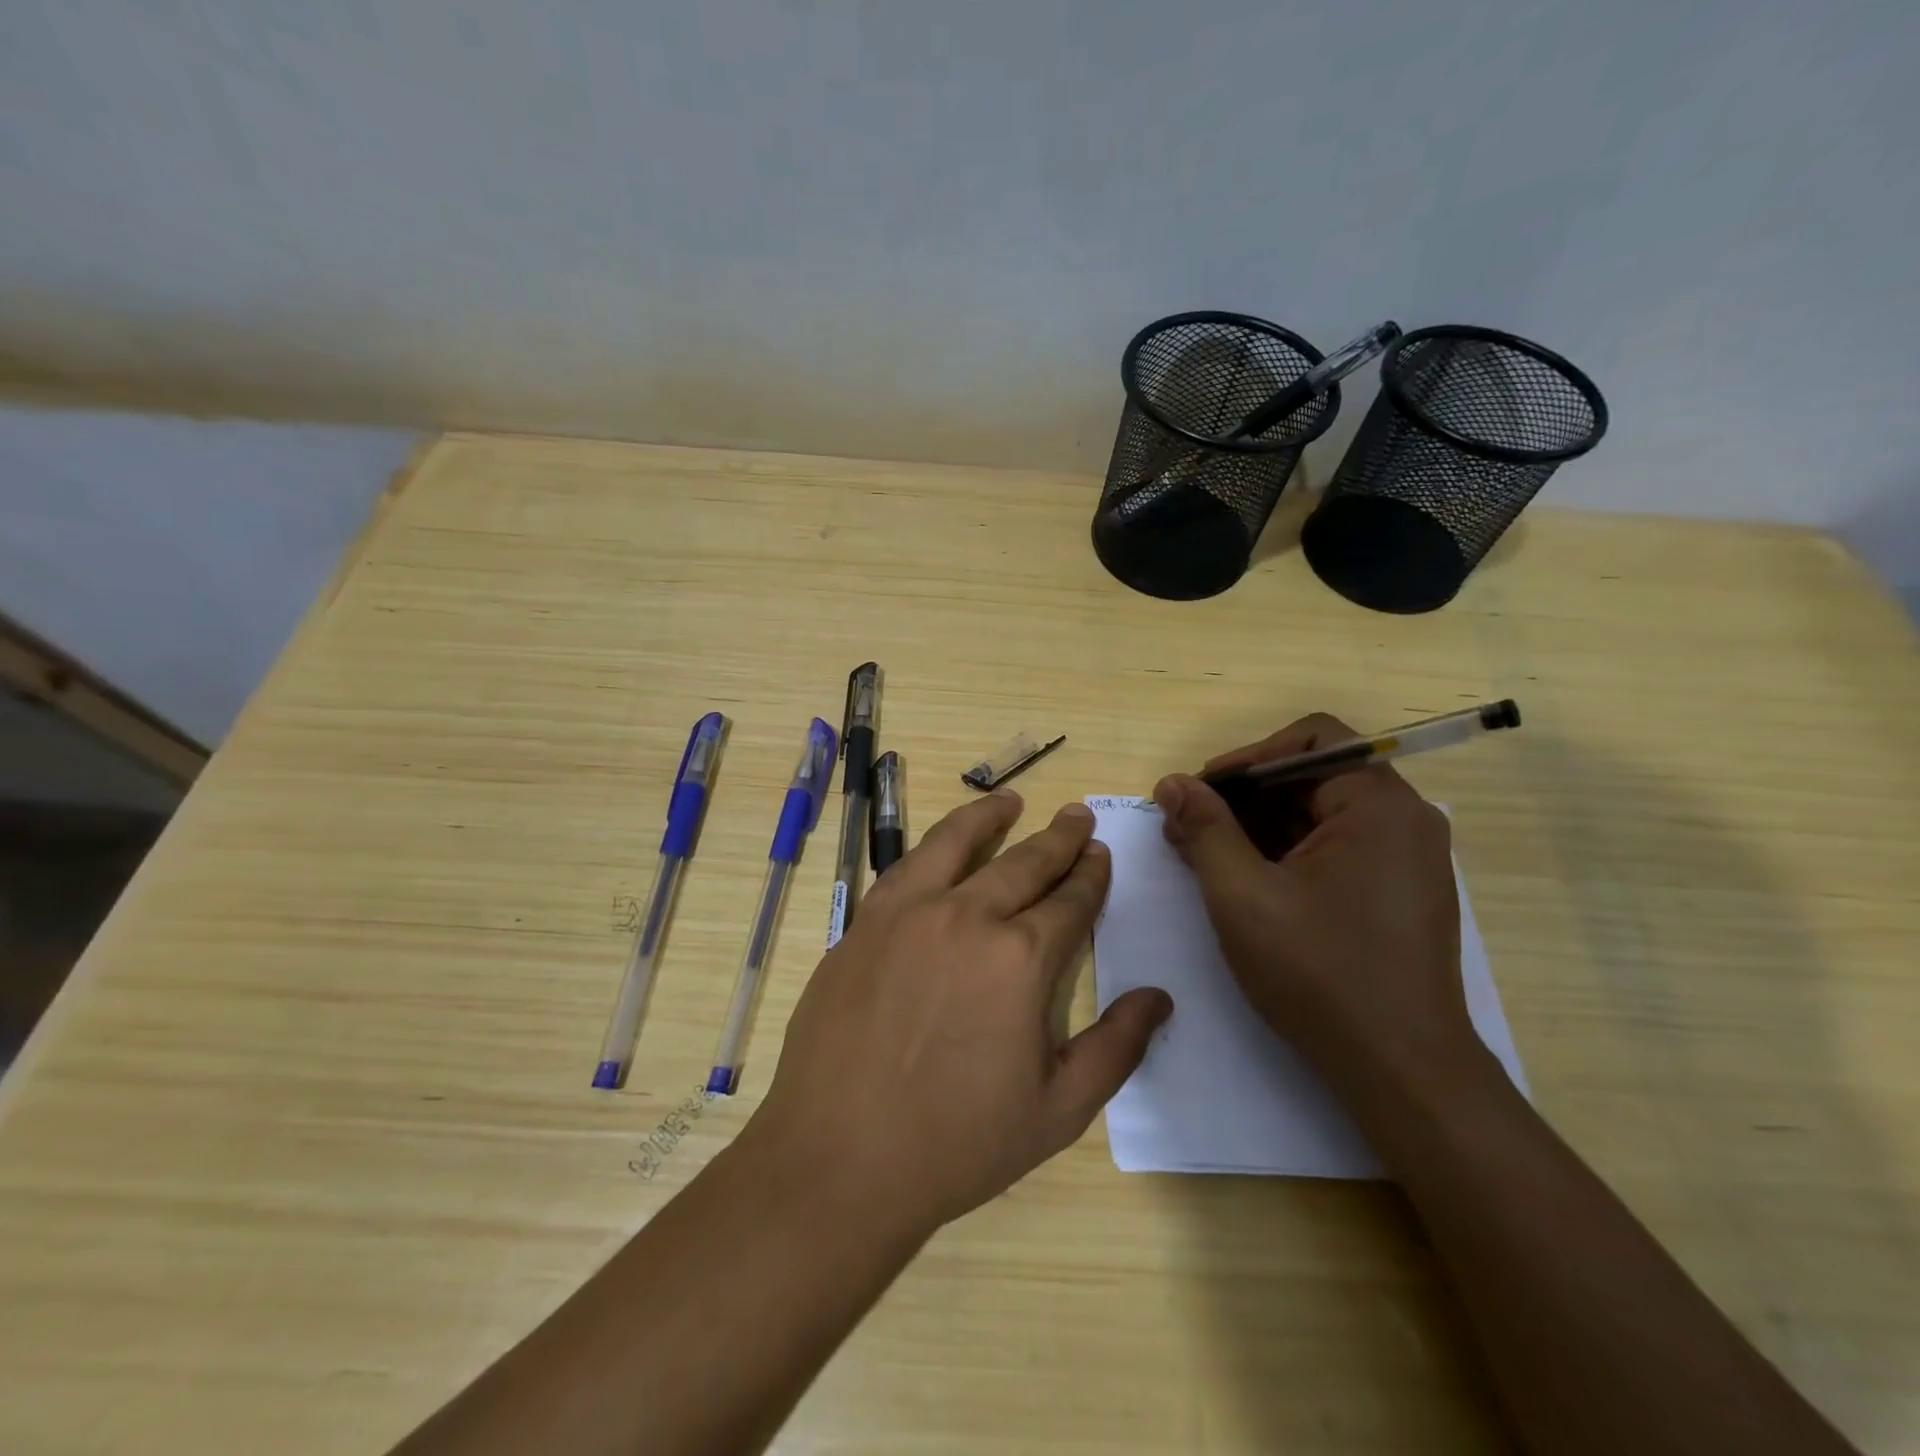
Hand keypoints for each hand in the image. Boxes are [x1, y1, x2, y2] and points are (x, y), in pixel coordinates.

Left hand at [748, 793, 1172, 1236]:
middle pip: (1024, 863)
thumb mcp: (1057, 1110)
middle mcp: (968, 917)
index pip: (1069, 902)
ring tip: (1010, 800)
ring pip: (958, 844)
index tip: (1100, 855)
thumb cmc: (957, 1143)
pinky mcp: (866, 922)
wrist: (839, 1157)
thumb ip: (1116, 1048)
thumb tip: (1159, 997)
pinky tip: (943, 843)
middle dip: (1058, 839)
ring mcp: (909, 913)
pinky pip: (907, 866)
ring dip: (991, 818)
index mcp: (1021, 959)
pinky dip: (934, 844)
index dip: (1090, 876)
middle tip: (1077, 817)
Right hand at [1153, 714, 1473, 1089]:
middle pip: (1313, 776)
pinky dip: (1287, 852)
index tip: (1201, 792)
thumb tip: (1172, 783)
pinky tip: (1245, 882)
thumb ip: (1204, 828)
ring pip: (1321, 814)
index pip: (1310, 739)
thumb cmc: (1319, 974)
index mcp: (1378, 805)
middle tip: (1188, 828)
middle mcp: (1404, 819)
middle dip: (1244, 797)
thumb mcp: (1242, 894)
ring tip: (1205, 857)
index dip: (1247, 757)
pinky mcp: (1400, 891)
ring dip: (1259, 826)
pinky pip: (1337, 847)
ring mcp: (1408, 858)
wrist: (1402, 1071)